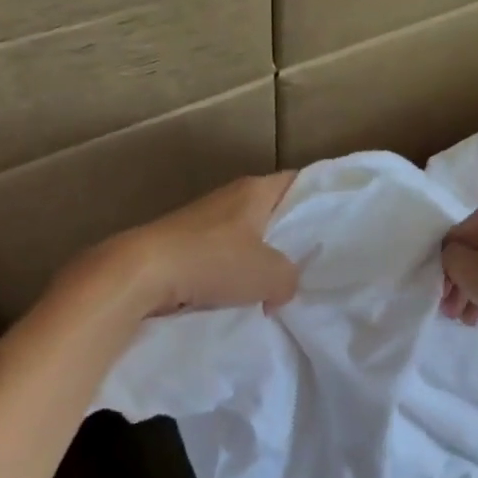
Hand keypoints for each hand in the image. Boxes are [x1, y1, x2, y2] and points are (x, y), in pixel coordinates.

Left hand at [105, 172, 300, 316]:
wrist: (142, 272)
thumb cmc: (214, 262)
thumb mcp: (271, 275)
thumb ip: (290, 279)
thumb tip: (281, 289)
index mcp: (256, 190)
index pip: (298, 182)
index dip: (318, 199)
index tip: (334, 221)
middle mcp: (230, 197)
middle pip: (271, 211)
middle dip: (289, 235)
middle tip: (311, 261)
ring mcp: (203, 219)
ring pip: (245, 235)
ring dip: (257, 258)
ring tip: (276, 284)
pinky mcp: (182, 242)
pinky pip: (219, 254)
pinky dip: (230, 271)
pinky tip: (238, 295)